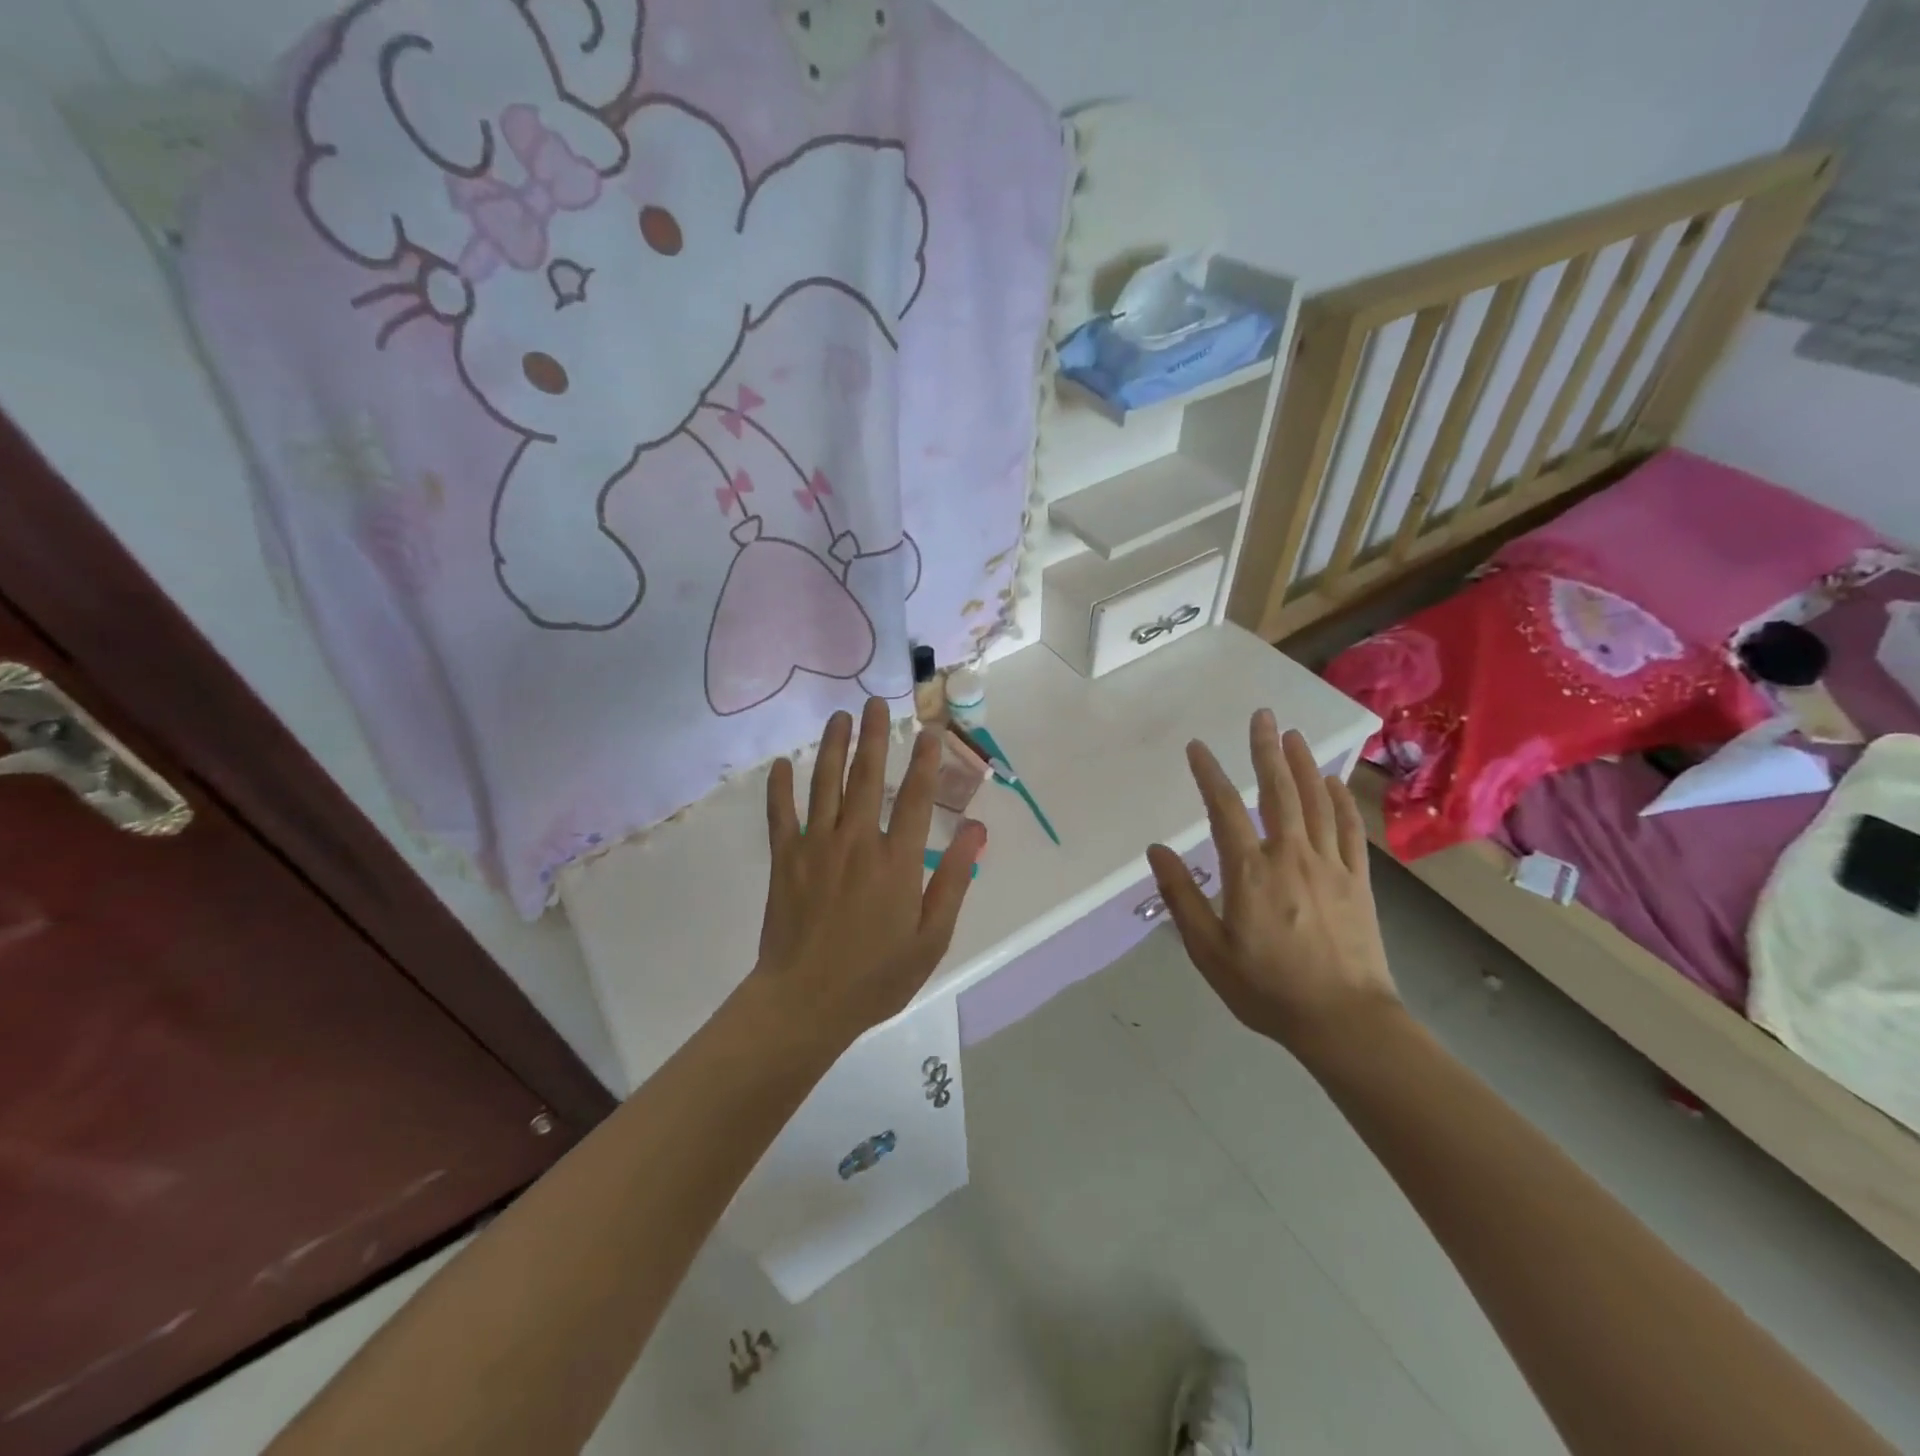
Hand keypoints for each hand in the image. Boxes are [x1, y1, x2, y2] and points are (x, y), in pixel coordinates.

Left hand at [752, 698, 985, 1051]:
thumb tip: (977, 828)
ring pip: (825, 785)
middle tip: (875, 703)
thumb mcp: (932, 936)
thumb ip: (955, 879)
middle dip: (874, 736)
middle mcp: (857, 842)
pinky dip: (780, 787)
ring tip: (839, 717)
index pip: (917, 797)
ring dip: (832, 747)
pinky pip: (780, 815)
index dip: (925, 761)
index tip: (929, 731)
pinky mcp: (785, 860)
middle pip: (867, 777)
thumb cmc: (877, 976)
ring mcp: (816, 847)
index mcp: (897, 860)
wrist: (805, 1003)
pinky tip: (782, 763)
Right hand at [1147, 709, 1397, 1055]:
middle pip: (1278, 792)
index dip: (1209, 775)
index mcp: (1250, 872)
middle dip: (1265, 750)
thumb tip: (1157, 850)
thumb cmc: (1267, 989)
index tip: (1197, 747)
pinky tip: (1334, 782)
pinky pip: (1350, 830)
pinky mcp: (1358, 881)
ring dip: (1303, 764)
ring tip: (1292, 735)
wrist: (1344, 1021)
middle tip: (1262, 715)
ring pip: (1316, 803)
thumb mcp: (1208, 950)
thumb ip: (1181, 896)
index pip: (1224, 809)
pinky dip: (1341, 801)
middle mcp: (1291, 856)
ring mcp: (1330, 866)